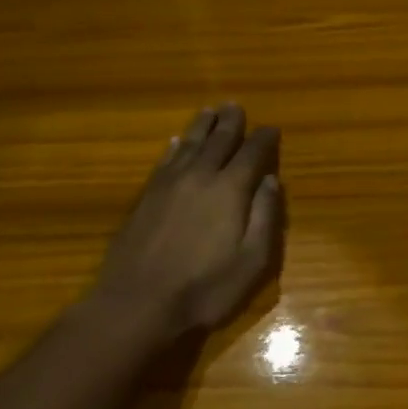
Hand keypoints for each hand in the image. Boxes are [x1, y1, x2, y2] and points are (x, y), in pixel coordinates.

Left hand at [93, 104, 284, 339]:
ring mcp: (169, 184)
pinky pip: (165, 160)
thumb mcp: (251, 261)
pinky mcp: (146, 196)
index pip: (252, 153)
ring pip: (190, 143)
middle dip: (231, 122)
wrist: (136, 304)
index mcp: (230, 189)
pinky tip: (177, 141)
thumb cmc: (203, 288)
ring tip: (210, 111)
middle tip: (236, 105)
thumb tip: (271, 180)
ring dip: (203, 126)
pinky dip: (175, 147)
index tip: (271, 128)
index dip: (263, 138)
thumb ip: (265, 217)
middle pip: (219, 140)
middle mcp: (200, 176)